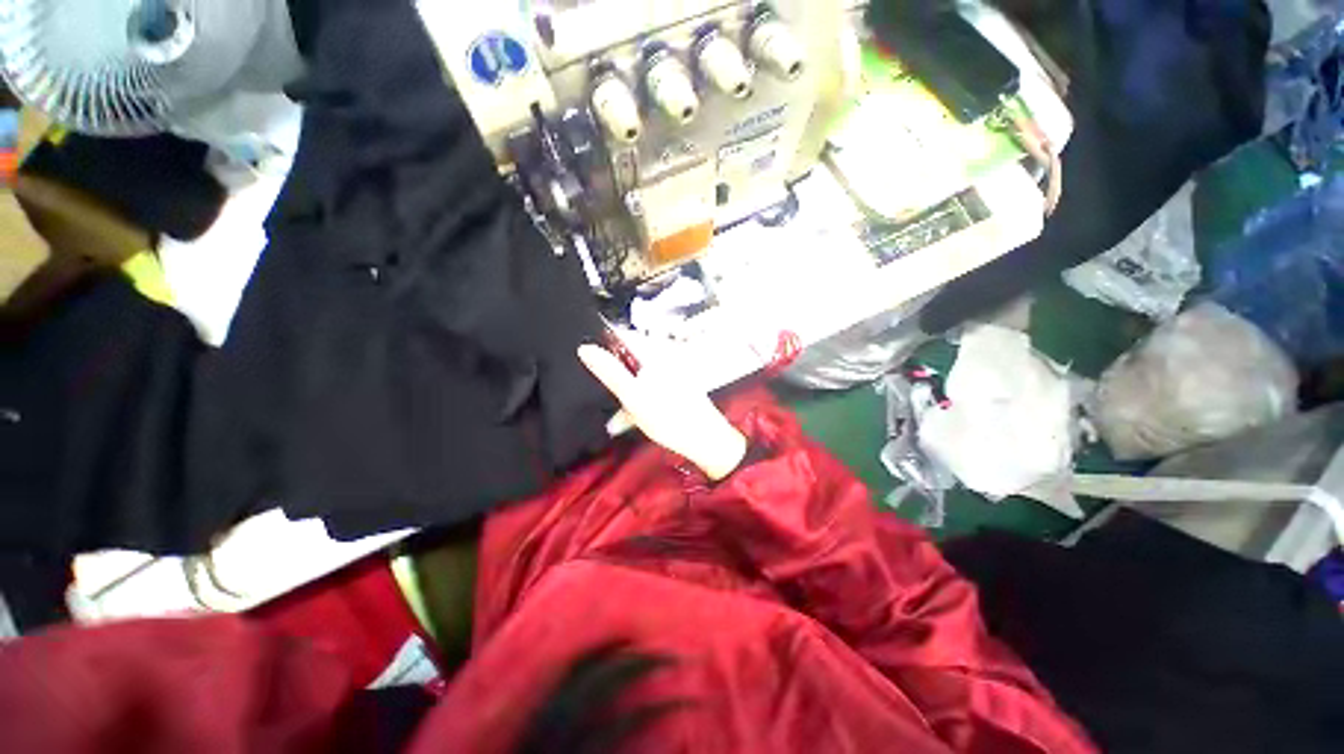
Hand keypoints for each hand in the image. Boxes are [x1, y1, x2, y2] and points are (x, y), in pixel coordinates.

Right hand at [578, 344, 747, 480]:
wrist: (706, 439)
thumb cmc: (669, 416)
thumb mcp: (633, 396)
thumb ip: (609, 372)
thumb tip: (585, 348)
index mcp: (655, 352)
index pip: (623, 336)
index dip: (604, 345)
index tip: (587, 362)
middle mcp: (664, 356)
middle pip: (631, 358)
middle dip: (614, 375)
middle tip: (600, 394)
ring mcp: (672, 371)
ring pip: (639, 375)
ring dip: (626, 392)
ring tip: (615, 416)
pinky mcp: (675, 386)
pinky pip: (650, 387)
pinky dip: (639, 399)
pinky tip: (629, 419)